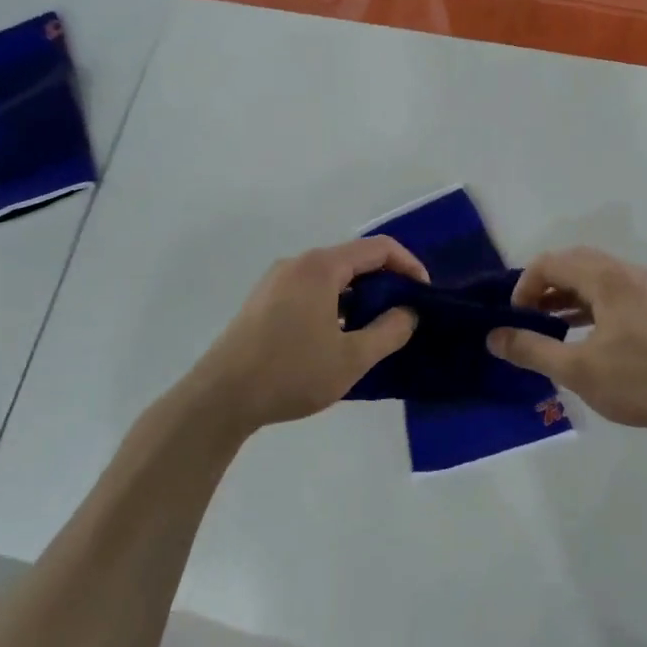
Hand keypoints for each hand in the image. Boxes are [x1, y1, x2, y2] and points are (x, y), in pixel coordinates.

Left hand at [184, 237, 426, 434]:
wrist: (221, 397)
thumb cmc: (292, 373)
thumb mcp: (352, 358)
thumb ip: (389, 331)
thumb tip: (408, 312)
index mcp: (320, 267)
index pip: (378, 248)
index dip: (409, 265)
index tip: (425, 293)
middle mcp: (297, 264)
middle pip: (353, 259)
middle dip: (385, 281)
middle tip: (404, 313)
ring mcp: (275, 281)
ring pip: (331, 277)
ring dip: (359, 295)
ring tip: (375, 328)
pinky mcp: (263, 301)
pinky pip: (310, 290)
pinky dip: (334, 303)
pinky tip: (338, 336)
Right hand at [486, 247, 646, 439]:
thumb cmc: (639, 382)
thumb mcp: (577, 370)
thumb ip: (531, 349)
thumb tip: (493, 337)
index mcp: (608, 279)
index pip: (552, 263)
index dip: (525, 285)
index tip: (515, 318)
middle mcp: (628, 273)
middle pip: (573, 263)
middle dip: (544, 286)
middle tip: (527, 318)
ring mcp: (646, 288)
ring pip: (594, 278)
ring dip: (566, 295)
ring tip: (547, 326)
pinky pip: (612, 292)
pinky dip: (588, 304)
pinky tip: (581, 334)